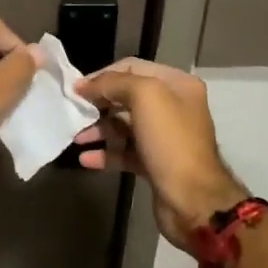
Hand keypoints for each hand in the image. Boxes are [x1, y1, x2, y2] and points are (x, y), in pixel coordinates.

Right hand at [72, 58, 247, 250]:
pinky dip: (106, 154)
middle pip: (126, 96)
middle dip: (99, 103)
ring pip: (124, 125)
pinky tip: (86, 159)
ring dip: (99, 129)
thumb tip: (85, 85)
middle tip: (74, 111)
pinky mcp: (155, 163)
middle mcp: (173, 107)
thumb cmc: (171, 142)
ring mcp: (165, 137)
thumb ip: (114, 83)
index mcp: (177, 85)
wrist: (193, 200)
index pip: (132, 67)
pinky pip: (125, 152)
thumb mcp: (145, 97)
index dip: (103, 75)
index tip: (77, 88)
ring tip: (76, 137)